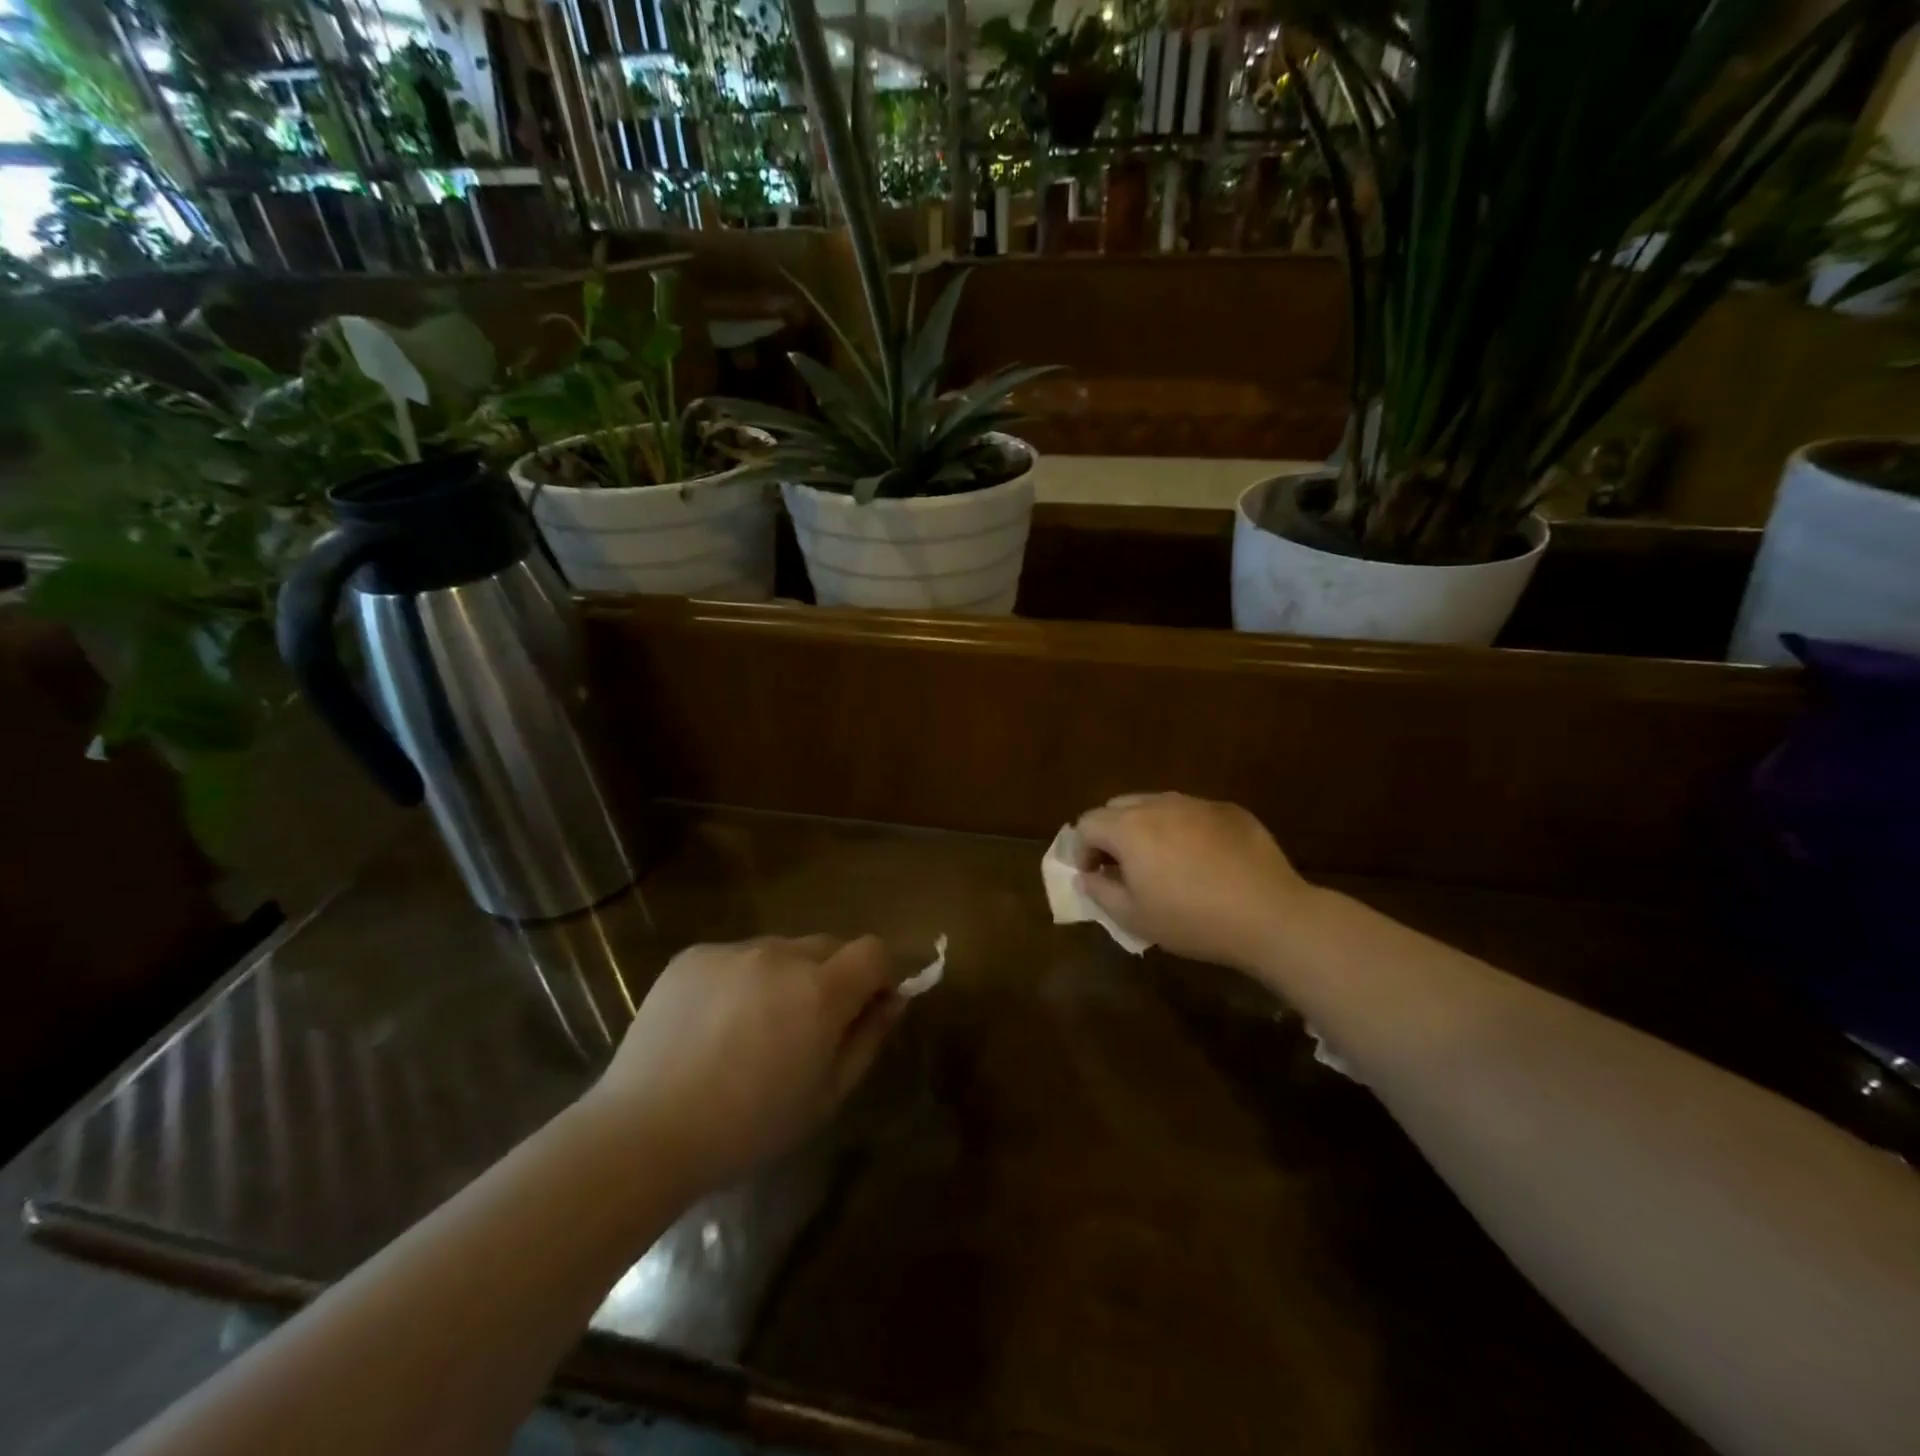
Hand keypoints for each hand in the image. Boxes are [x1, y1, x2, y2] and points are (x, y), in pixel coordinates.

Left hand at [587, 935, 905, 1193]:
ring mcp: (733, 950)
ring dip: (786, 977)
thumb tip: (894, 999)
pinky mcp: (694, 955)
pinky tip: (715, 1025)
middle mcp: (780, 955)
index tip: (870, 1005)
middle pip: (829, 946)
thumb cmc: (747, 1127)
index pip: (874, 951)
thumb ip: (868, 1038)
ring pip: (781, 950)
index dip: (880, 974)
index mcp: (819, 991)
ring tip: (754, 1028)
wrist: (645, 1132)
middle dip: (834, 976)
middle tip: (809, 1025)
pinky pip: (737, 957)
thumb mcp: (826, 1095)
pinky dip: (742, 980)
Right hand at [1074, 794, 1315, 977]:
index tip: (1094, 875)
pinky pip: (1192, 812)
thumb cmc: (1192, 920)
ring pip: (1156, 805)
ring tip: (1162, 862)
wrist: (1269, 915)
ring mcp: (1197, 803)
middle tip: (1123, 866)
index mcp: (1129, 827)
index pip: (1087, 823)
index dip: (1081, 850)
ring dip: (1147, 828)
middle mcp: (1159, 804)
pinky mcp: (1229, 810)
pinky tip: (1202, 861)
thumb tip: (1087, 875)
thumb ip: (1100, 891)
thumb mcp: (1134, 917)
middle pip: (1118, 806)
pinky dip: (1183, 829)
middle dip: (1111, 833)